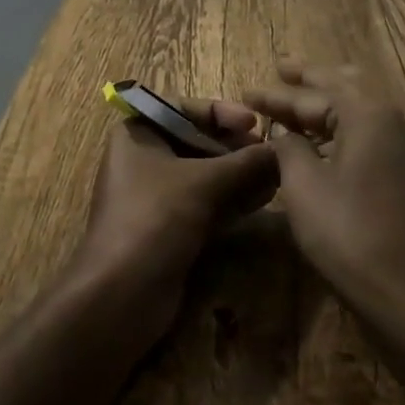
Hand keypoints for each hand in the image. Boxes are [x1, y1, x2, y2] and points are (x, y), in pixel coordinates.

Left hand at [70, 98, 278, 335]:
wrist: (120, 296)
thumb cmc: (155, 218)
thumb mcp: (204, 182)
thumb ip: (245, 163)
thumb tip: (284, 148)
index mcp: (137, 133)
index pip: (183, 108)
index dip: (221, 112)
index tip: (254, 122)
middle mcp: (143, 158)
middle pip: (195, 140)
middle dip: (234, 147)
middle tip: (270, 153)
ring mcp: (155, 195)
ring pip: (203, 174)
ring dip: (238, 174)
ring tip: (276, 175)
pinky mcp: (168, 227)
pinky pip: (204, 202)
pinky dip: (231, 198)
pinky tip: (263, 198)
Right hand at [247, 61, 404, 367]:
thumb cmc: (353, 236)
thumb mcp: (305, 189)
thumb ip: (289, 150)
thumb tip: (284, 132)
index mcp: (366, 114)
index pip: (311, 96)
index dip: (275, 95)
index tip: (246, 91)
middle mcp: (392, 119)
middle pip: (345, 88)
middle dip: (312, 79)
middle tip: (283, 68)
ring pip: (367, 108)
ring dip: (336, 100)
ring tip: (312, 93)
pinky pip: (382, 131)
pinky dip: (360, 124)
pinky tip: (363, 126)